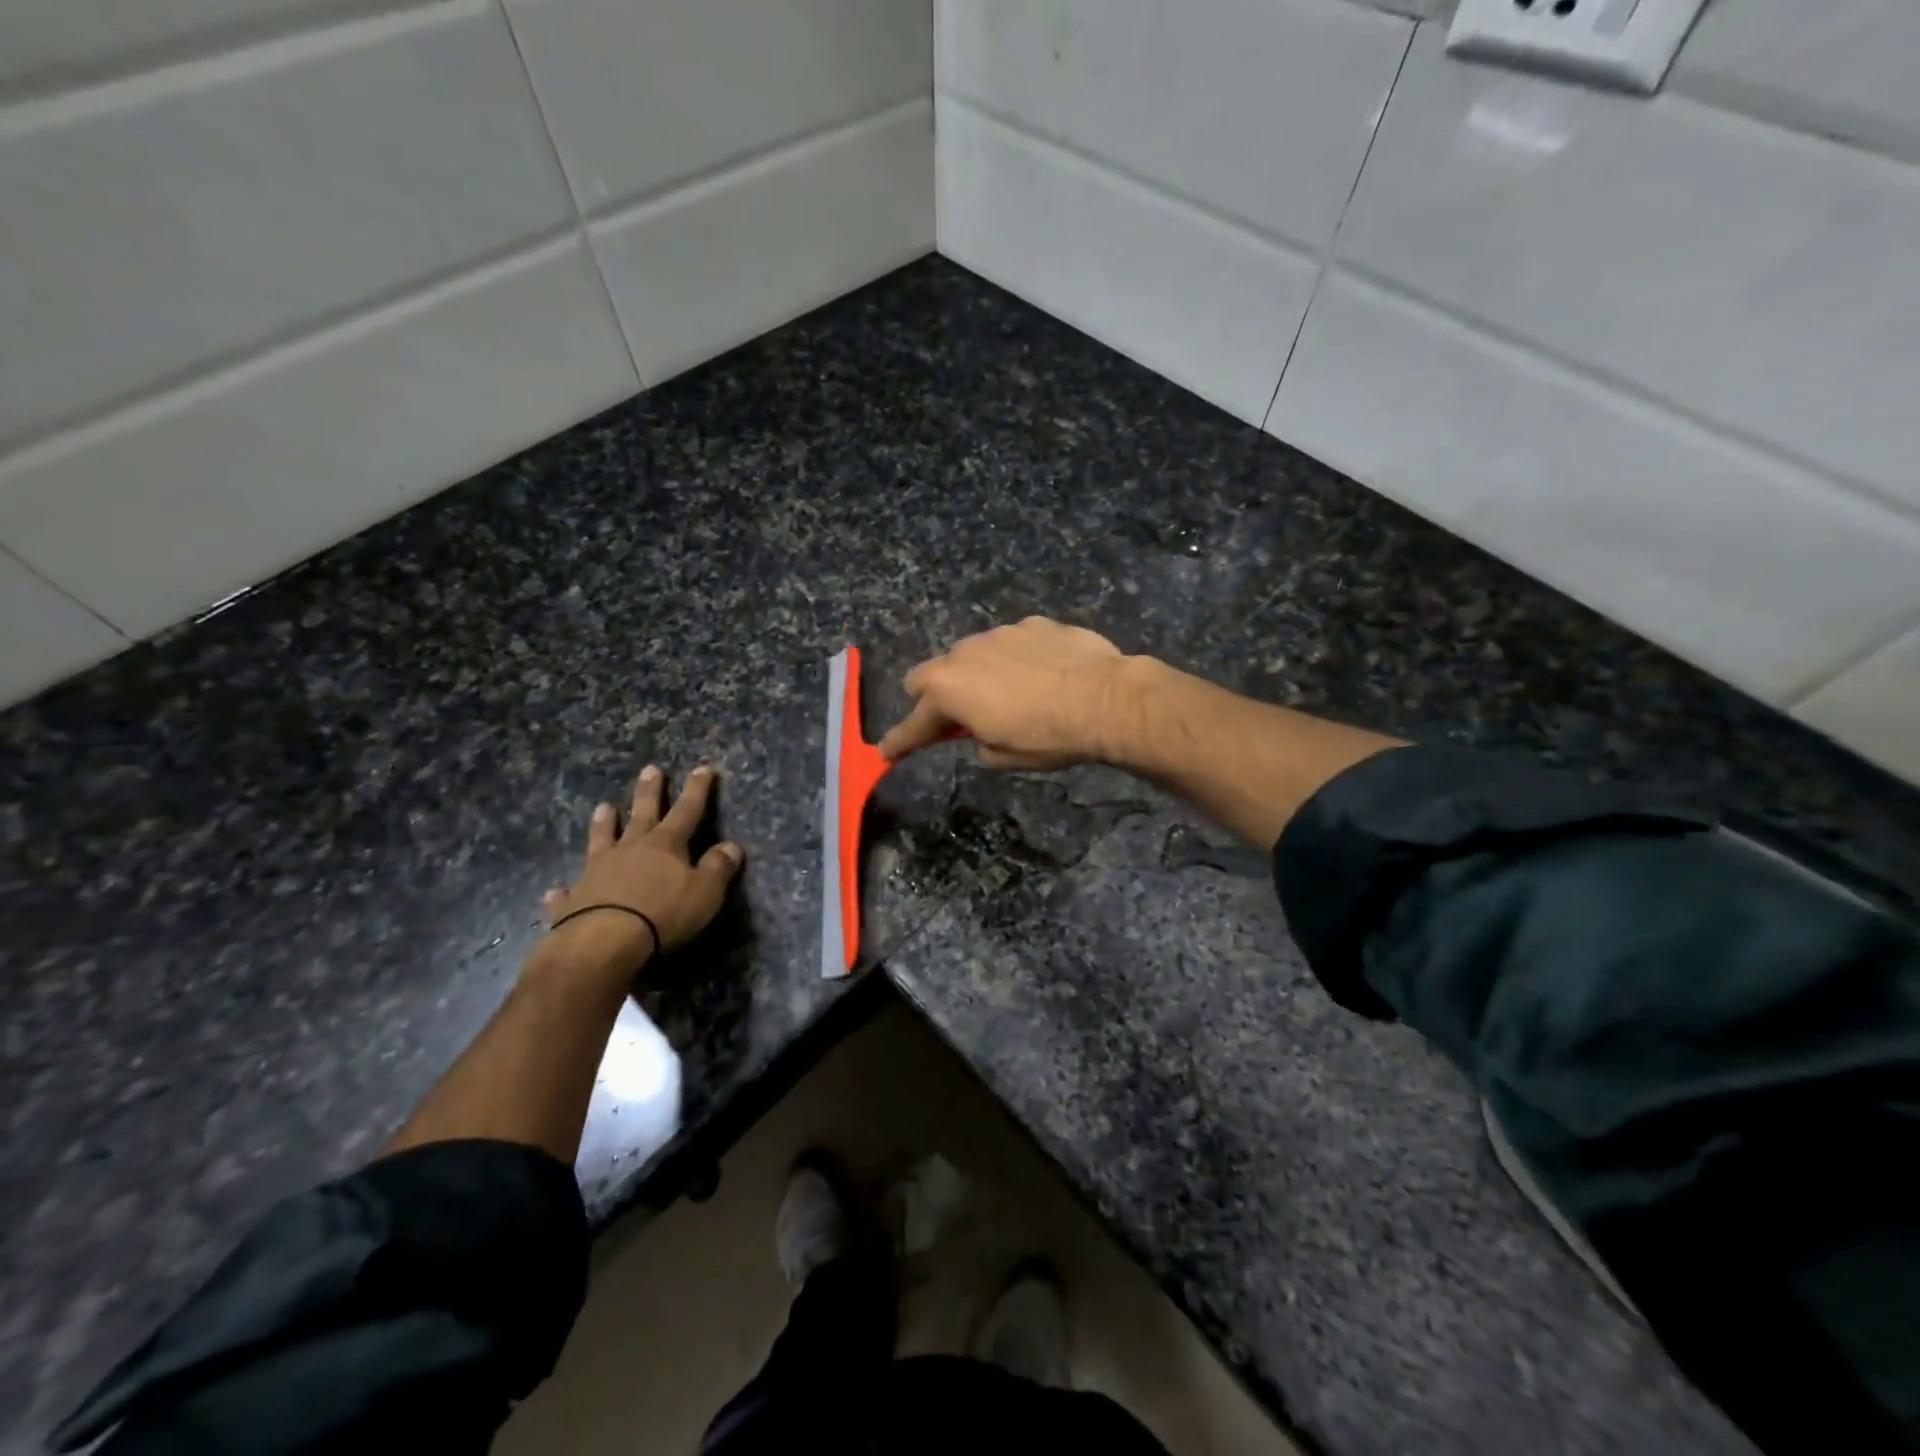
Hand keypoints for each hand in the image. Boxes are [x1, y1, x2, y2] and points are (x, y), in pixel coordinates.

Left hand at [539, 765, 742, 977]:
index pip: (687, 810)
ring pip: (602, 840)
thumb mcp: (705, 891)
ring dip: (604, 824)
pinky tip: (556, 890)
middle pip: (642, 814)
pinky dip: (563, 891)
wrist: (603, 943)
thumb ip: (718, 867)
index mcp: (665, 845)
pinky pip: (568, 892)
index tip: (703, 768)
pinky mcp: (573, 901)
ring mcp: (597, 872)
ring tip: (603, 807)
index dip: (697, 789)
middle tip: (650, 769)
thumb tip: (731, 846)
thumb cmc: (663, 913)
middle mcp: (630, 850)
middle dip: (649, 792)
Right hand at [877, 617, 1133, 768]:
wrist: (1107, 699)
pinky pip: (1009, 643)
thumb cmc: (1048, 737)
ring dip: (975, 675)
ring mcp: (998, 633)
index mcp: (948, 690)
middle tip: (956, 719)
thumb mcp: (1002, 757)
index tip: (887, 752)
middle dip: (934, 697)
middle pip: (928, 675)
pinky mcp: (1032, 623)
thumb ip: (977, 741)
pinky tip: (1041, 674)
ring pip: (970, 654)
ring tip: (1009, 694)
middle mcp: (964, 654)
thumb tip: (979, 732)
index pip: (914, 723)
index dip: (901, 741)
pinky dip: (1013, 660)